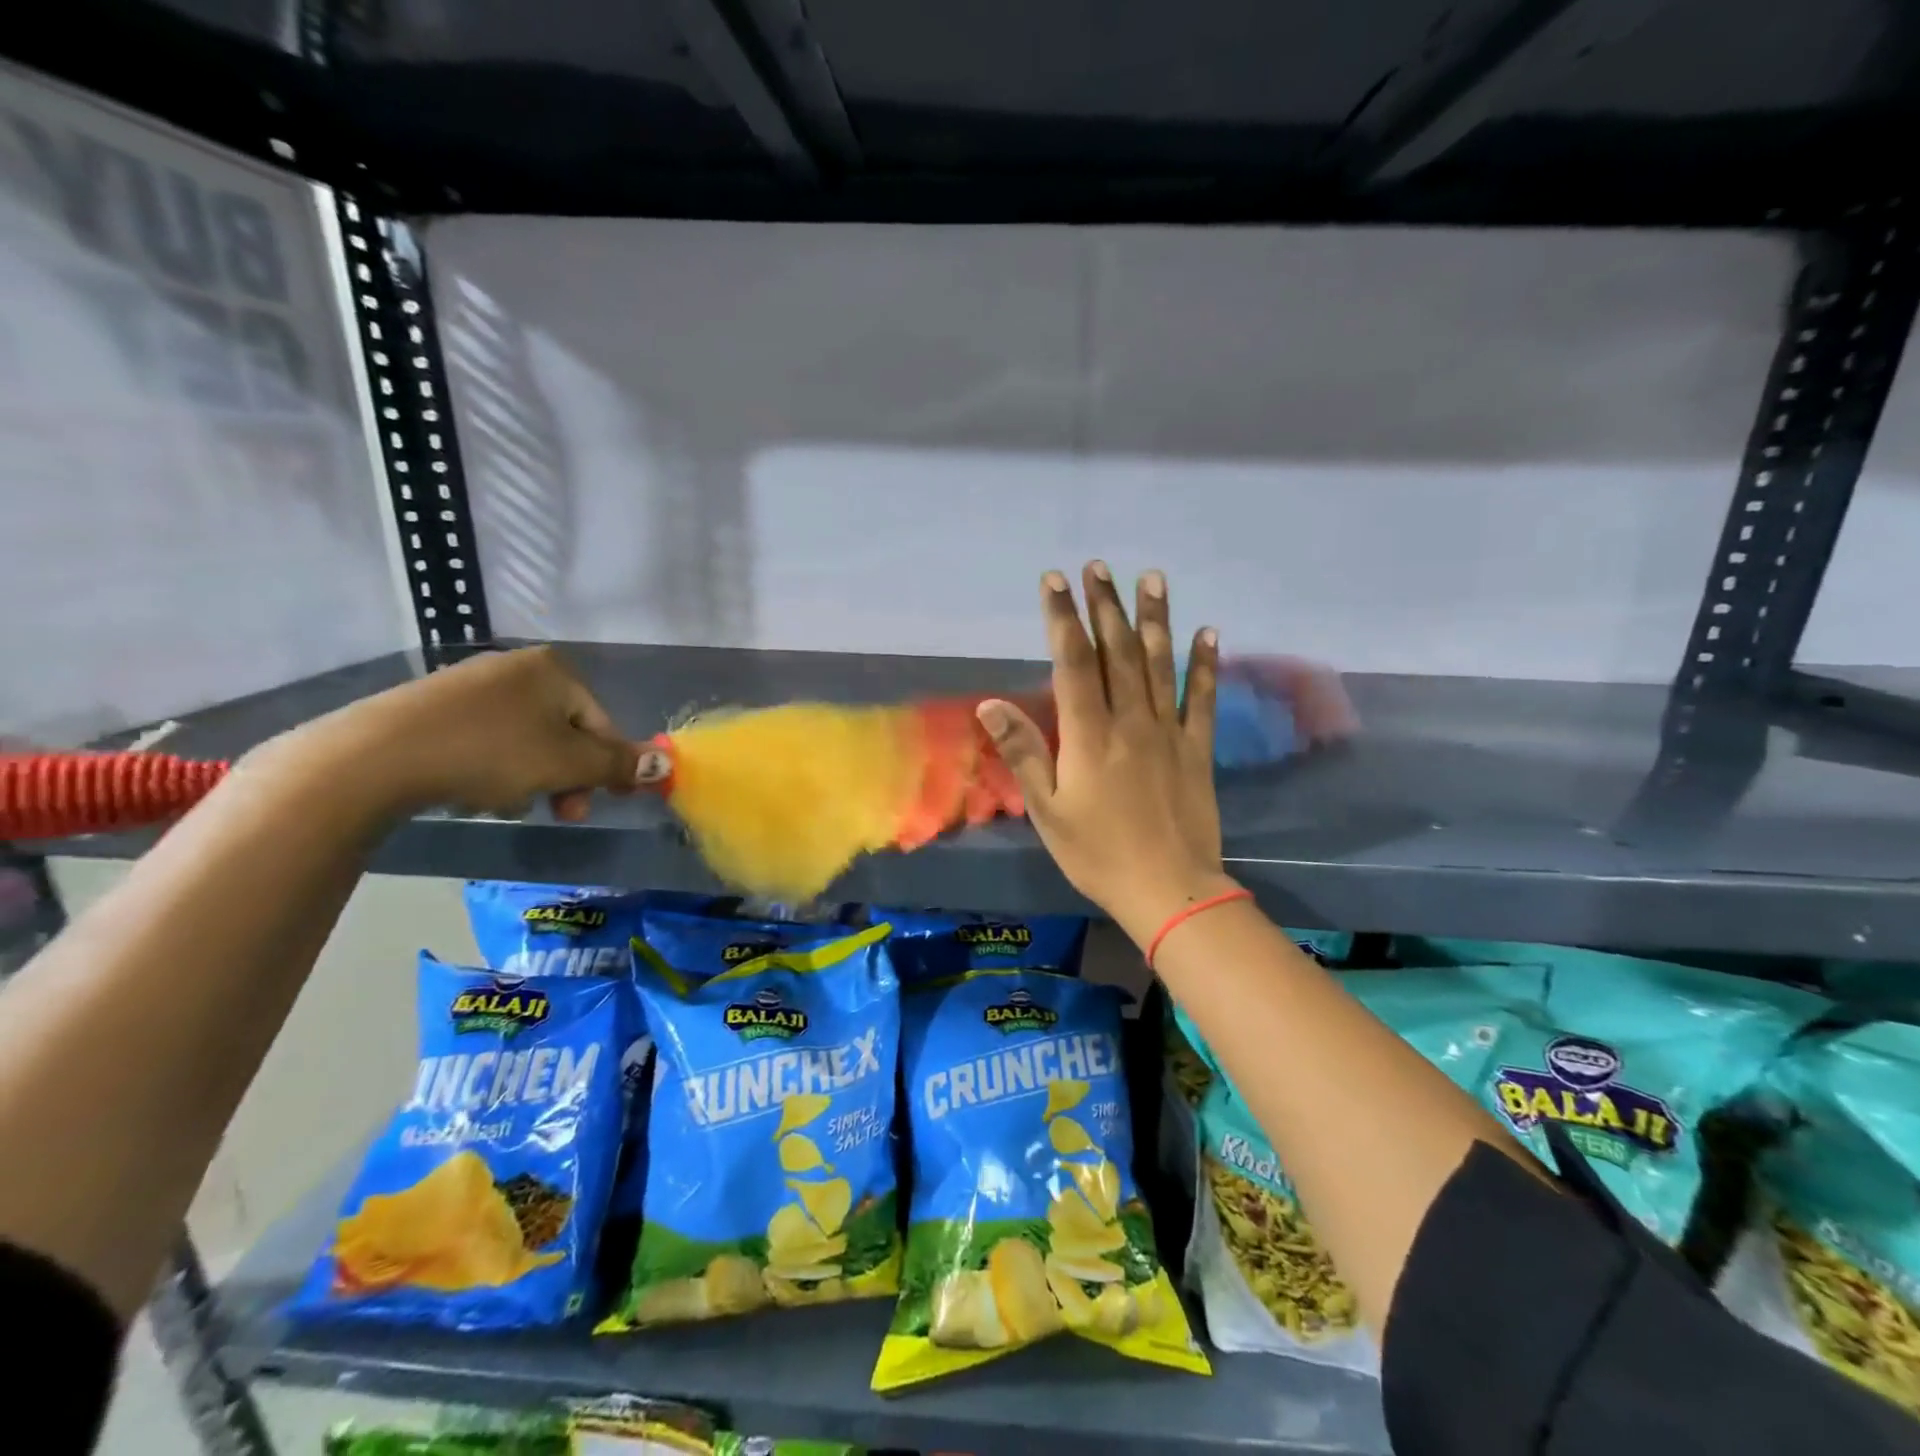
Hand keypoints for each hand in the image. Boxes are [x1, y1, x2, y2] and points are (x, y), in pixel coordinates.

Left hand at [284, 646, 640, 821]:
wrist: (376, 756)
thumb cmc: (491, 753)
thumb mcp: (567, 764)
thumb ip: (619, 764)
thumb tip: (666, 764)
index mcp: (554, 670)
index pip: (602, 724)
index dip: (608, 767)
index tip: (602, 802)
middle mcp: (517, 667)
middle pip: (564, 733)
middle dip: (566, 777)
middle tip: (560, 812)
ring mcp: (471, 684)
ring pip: (526, 741)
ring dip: (530, 777)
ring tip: (505, 803)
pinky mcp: (434, 706)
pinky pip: (486, 740)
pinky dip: (491, 768)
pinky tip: (472, 790)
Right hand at [978, 563, 1239, 946]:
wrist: (1168, 889)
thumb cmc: (1097, 853)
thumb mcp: (1047, 810)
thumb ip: (1022, 753)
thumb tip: (990, 703)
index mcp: (1089, 735)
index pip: (1073, 662)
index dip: (1063, 618)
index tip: (1055, 581)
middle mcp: (1130, 721)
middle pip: (1117, 651)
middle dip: (1105, 606)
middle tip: (1098, 567)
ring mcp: (1168, 731)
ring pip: (1159, 663)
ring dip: (1154, 618)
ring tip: (1151, 578)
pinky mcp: (1196, 748)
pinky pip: (1202, 698)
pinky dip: (1205, 663)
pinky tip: (1209, 632)